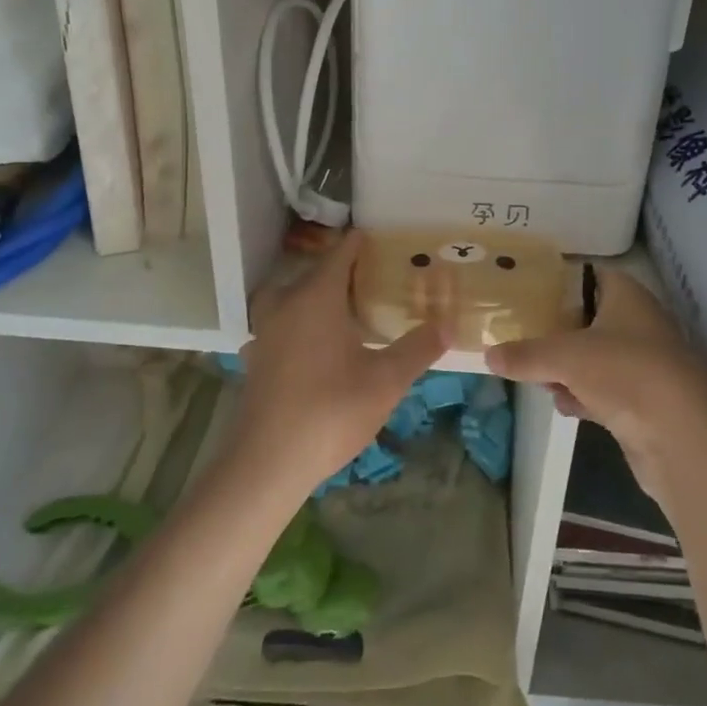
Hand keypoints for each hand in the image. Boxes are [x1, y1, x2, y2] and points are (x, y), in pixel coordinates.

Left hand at [233, 230, 448, 493]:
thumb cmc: (329, 413)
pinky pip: (285, 323)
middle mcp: (285, 302)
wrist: (265, 464)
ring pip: (297, 297)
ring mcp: (266, 330)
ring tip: (354, 309)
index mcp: (315, 296)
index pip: (342, 252)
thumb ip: (418, 348)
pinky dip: (304, 322)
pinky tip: (322, 345)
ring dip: (323, 296)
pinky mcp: (257, 356)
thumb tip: (449, 324)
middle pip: (318, 272)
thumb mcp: (385, 382)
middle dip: (348, 270)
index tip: (391, 240)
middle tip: (383, 278)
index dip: (365, 242)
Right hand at [486, 268, 706, 498]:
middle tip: (522, 339)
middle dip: (556, 333)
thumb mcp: (565, 357)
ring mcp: (645, 364)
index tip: (525, 294)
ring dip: (568, 369)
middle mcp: (640, 323)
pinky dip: (585, 396)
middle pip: (588, 319)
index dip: (559, 283)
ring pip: (596, 357)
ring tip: (538, 378)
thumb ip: (525, 354)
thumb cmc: (625, 374)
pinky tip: (566, 407)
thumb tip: (488, 354)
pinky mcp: (646, 401)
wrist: (683, 438)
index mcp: (628, 296)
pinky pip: (606, 390)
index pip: (590, 276)